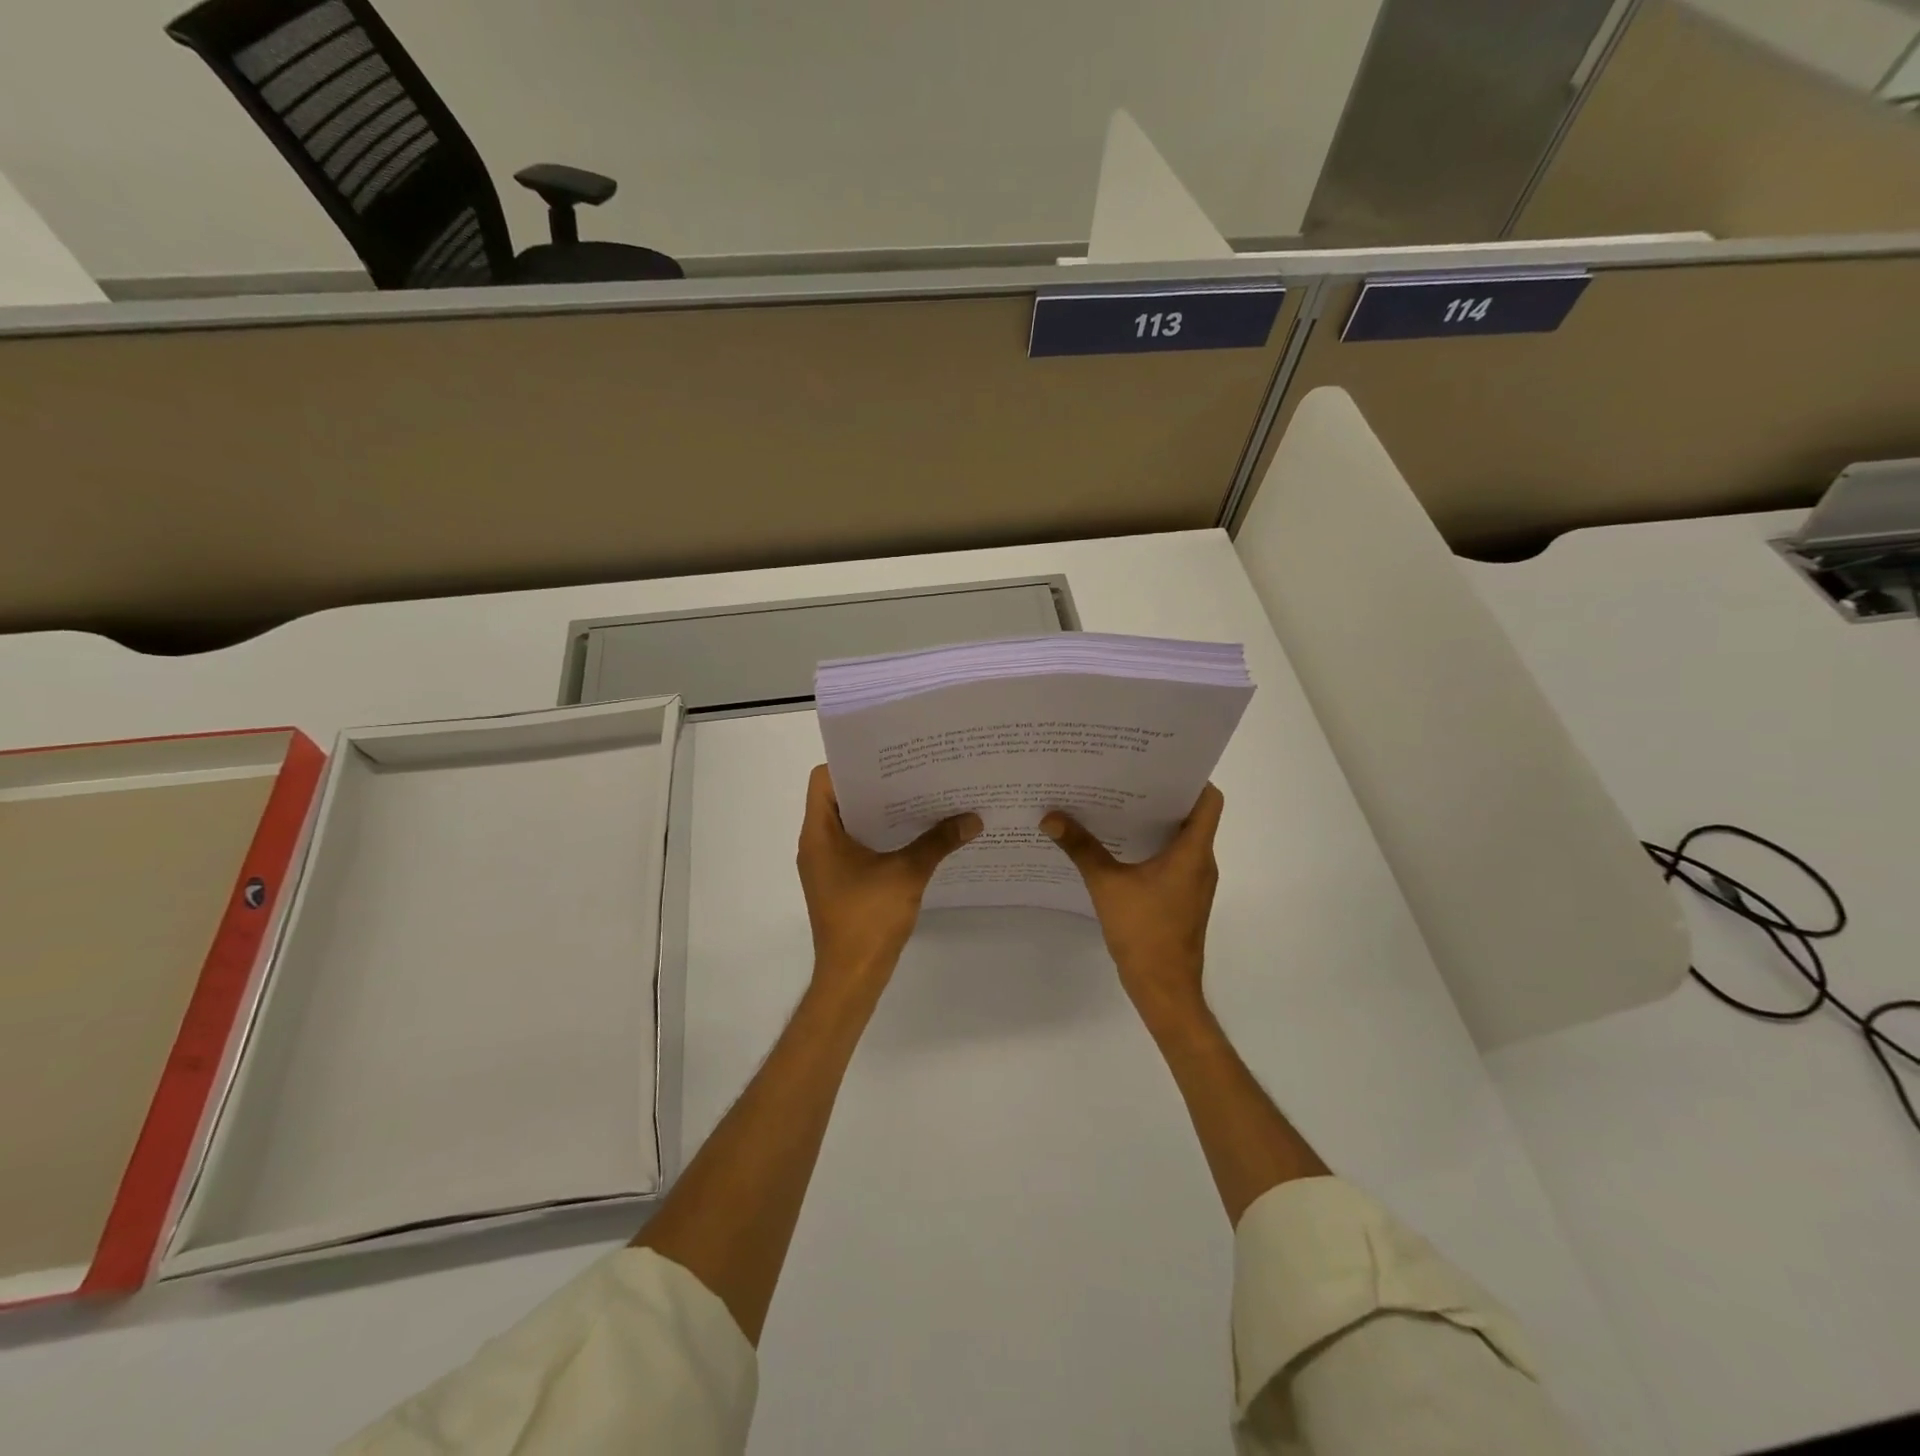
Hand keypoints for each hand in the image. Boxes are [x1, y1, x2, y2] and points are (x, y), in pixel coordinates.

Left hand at [797, 764, 981, 997]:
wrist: (851, 977)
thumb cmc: (868, 919)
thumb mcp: (907, 874)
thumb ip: (938, 842)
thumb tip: (973, 818)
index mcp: (819, 833)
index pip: (824, 780)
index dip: (852, 764)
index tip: (888, 758)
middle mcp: (817, 843)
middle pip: (840, 798)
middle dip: (876, 785)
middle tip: (914, 771)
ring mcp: (827, 865)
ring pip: (850, 823)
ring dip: (881, 811)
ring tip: (920, 796)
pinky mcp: (840, 881)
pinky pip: (857, 845)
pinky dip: (881, 836)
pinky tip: (915, 834)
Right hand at [1041, 784, 1224, 1029]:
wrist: (1164, 988)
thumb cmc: (1144, 932)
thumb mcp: (1106, 885)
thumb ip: (1081, 848)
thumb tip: (1050, 817)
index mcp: (1193, 852)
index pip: (1209, 800)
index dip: (1190, 777)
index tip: (1158, 764)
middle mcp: (1201, 862)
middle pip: (1193, 815)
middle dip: (1162, 795)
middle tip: (1126, 776)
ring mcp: (1195, 882)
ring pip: (1182, 838)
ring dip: (1155, 821)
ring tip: (1118, 804)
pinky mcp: (1184, 897)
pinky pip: (1174, 859)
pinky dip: (1153, 846)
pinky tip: (1119, 845)